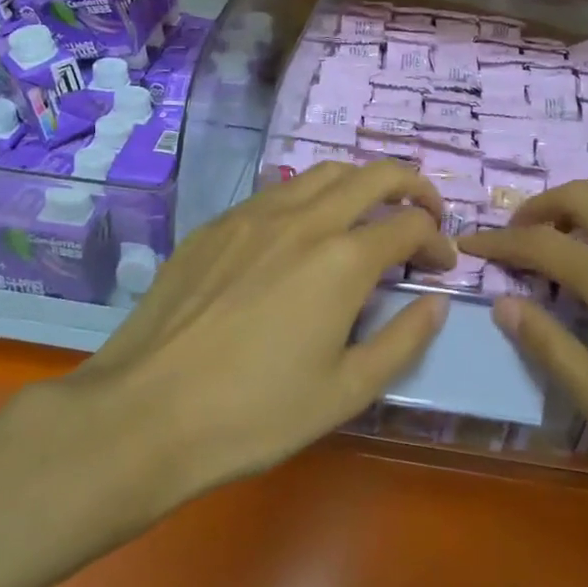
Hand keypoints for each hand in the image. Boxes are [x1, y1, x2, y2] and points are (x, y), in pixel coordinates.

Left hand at [63, 160, 456, 500]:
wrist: (146, 412)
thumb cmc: (255, 413)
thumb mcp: (346, 392)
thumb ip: (403, 340)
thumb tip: (437, 303)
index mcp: (342, 259)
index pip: (410, 224)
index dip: (437, 241)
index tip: (441, 267)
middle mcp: (303, 219)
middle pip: (374, 175)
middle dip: (412, 186)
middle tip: (424, 215)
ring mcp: (254, 214)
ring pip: (323, 173)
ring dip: (360, 185)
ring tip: (367, 218)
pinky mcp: (217, 224)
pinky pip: (277, 192)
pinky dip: (309, 199)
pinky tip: (301, 236)